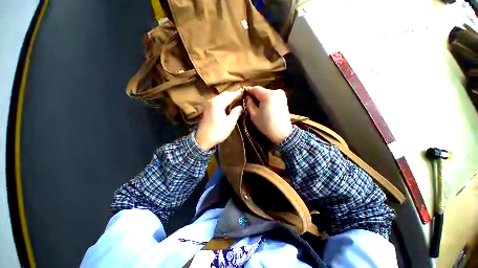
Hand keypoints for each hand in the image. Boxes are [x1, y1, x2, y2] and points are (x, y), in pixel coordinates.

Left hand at [196, 90, 242, 150]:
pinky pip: (218, 101)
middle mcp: (212, 101)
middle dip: (234, 95)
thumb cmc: (218, 132)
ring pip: (221, 97)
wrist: (203, 140)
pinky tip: (229, 106)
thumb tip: (240, 106)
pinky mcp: (208, 109)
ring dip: (229, 98)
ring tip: (237, 102)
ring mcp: (209, 104)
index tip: (246, 93)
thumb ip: (236, 112)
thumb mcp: (230, 123)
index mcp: (218, 103)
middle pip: (225, 94)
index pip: (230, 95)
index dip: (238, 94)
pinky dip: (224, 102)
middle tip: (242, 98)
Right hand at [246, 86, 292, 143]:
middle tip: (249, 102)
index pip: (255, 89)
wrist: (282, 132)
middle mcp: (276, 91)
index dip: (248, 91)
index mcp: (267, 95)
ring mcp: (281, 94)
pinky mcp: (284, 98)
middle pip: (261, 91)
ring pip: (266, 93)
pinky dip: (267, 100)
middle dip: (255, 95)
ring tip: (257, 106)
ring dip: (261, 98)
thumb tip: (247, 97)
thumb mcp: (254, 115)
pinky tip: (265, 107)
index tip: (243, 95)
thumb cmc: (266, 124)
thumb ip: (249, 103)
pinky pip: (272, 96)